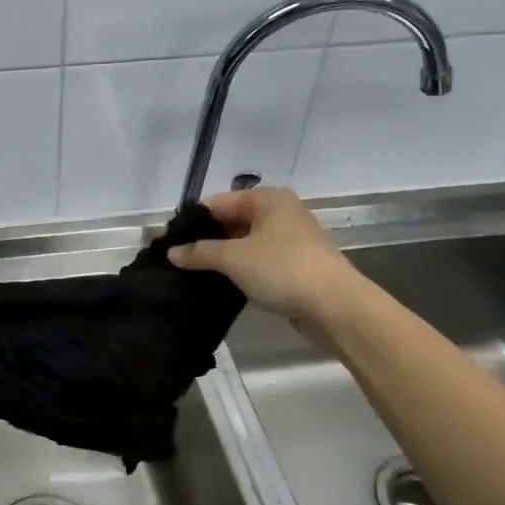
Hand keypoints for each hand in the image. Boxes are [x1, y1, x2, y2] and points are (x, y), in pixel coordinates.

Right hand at [167, 187, 363, 324]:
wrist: (336, 306)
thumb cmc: (283, 269)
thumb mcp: (233, 258)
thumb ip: (199, 252)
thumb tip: (171, 252)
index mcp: (268, 199)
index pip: (218, 202)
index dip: (194, 221)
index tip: (169, 241)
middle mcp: (281, 212)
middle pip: (233, 221)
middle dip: (207, 240)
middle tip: (178, 260)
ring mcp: (291, 239)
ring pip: (245, 243)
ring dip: (223, 257)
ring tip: (193, 274)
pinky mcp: (295, 265)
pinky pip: (259, 261)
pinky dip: (242, 270)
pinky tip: (222, 284)